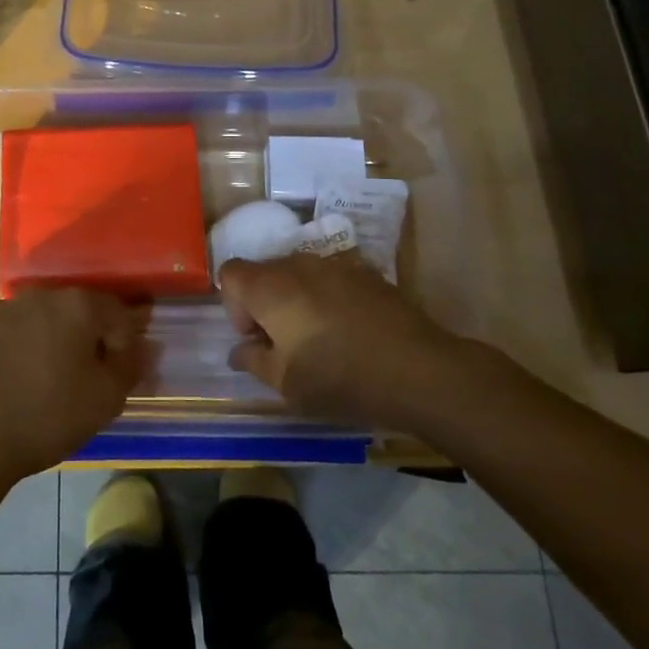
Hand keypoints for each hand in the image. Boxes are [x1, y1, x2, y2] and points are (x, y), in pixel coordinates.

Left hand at [0, 288, 150, 483]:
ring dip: (39, 342)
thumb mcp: (105, 400)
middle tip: (75, 379)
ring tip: (33, 383)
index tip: (114, 373)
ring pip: (31, 321)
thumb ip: (130, 366)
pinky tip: (0, 383)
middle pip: (71, 312)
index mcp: (77, 306)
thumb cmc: (46, 417)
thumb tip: (144, 345)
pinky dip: (4, 351)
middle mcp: (37, 296)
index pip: (115, 312)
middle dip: (79, 338)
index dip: (121, 342)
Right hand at [220, 253, 464, 427]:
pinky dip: (328, 299)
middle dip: (264, 303)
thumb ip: (253, 361)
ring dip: (296, 300)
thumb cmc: (339, 378)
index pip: (230, 273)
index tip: (255, 338)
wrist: (418, 370)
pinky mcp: (366, 273)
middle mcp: (297, 264)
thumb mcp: (285, 384)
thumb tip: (239, 350)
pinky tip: (349, 332)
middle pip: (264, 272)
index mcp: (269, 286)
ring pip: (299, 274)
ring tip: (319, 338)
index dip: (233, 305)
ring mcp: (335, 264)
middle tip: (284, 344)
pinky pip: (330, 280)